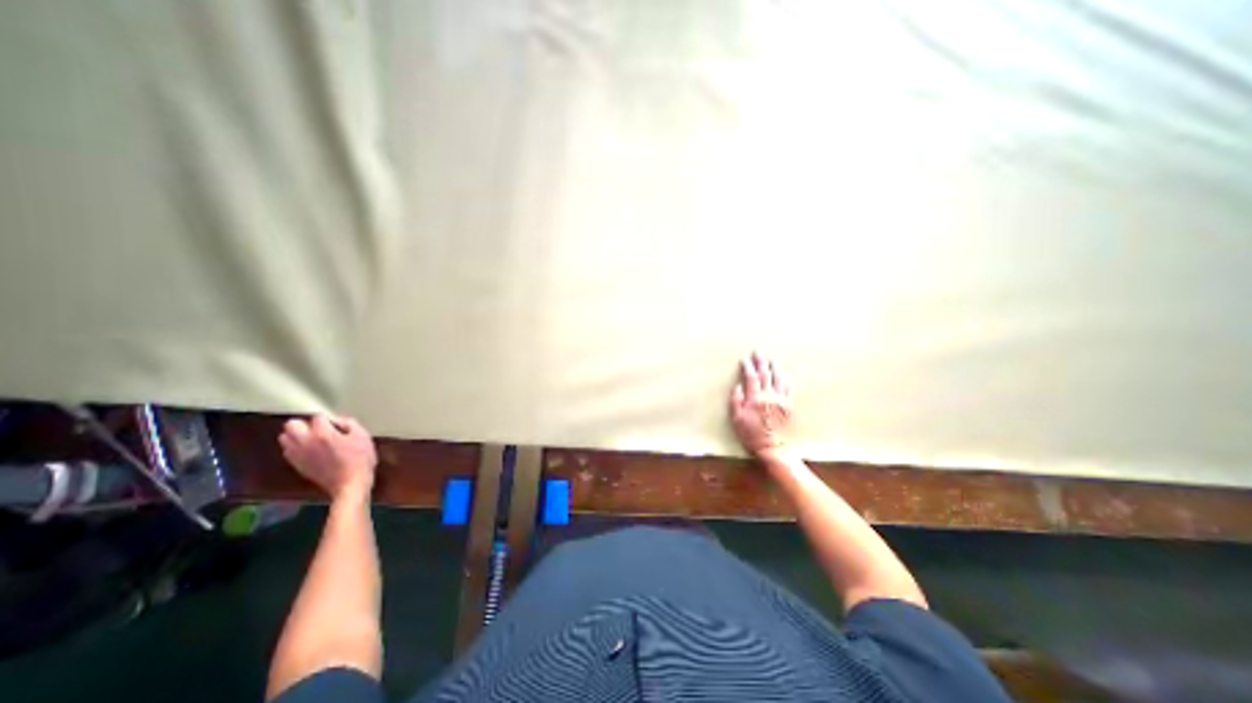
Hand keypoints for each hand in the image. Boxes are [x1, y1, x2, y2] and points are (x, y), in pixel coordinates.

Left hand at [279, 417, 379, 500]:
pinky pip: (288, 451)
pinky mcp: (296, 465)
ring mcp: (298, 455)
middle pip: (291, 425)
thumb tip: (340, 421)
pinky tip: (310, 451)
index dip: (329, 419)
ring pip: (284, 438)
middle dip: (304, 424)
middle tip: (320, 430)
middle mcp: (305, 442)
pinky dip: (295, 447)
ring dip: (296, 435)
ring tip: (313, 440)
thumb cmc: (360, 459)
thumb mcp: (363, 437)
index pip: (318, 417)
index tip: (339, 426)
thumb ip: (351, 424)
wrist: (349, 483)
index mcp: (323, 434)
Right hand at [730, 352, 794, 462]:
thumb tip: (738, 386)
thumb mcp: (737, 419)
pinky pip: (788, 388)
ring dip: (775, 367)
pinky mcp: (789, 406)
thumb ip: (736, 401)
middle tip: (758, 352)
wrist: (774, 448)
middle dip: (761, 362)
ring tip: (772, 359)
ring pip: (778, 379)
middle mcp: (769, 396)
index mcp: (755, 398)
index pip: (751, 378)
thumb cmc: (751, 435)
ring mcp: (781, 400)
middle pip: (765, 374)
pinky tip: (784, 374)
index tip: (745, 360)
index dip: (747, 367)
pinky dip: (785, 379)